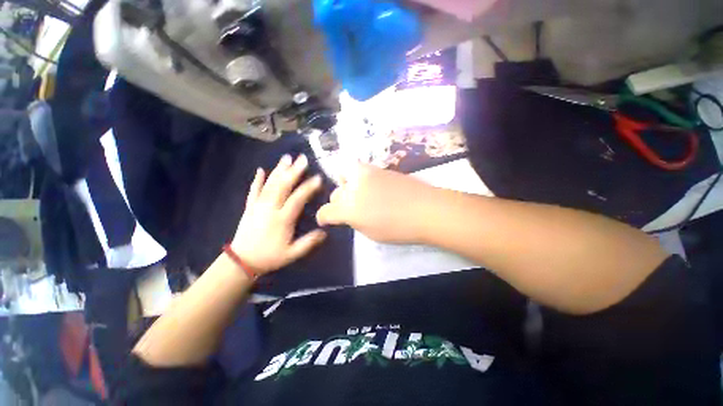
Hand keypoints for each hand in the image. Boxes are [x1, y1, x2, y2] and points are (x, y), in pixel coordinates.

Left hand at [231, 154, 325, 274]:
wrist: (242, 261)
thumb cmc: (270, 257)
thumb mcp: (292, 254)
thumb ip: (308, 243)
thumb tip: (324, 232)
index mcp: (282, 219)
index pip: (297, 199)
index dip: (308, 187)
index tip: (318, 178)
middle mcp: (270, 209)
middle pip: (282, 186)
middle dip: (294, 171)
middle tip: (303, 158)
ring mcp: (258, 206)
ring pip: (269, 185)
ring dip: (279, 170)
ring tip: (287, 158)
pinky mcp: (250, 207)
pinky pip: (253, 191)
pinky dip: (257, 180)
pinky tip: (260, 170)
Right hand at [316, 163, 433, 242]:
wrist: (426, 209)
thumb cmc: (399, 228)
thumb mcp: (371, 233)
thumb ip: (354, 221)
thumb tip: (348, 214)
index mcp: (349, 209)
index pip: (326, 212)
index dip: (323, 217)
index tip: (326, 220)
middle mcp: (352, 189)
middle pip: (335, 194)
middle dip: (337, 203)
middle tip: (349, 209)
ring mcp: (365, 175)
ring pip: (343, 176)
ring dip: (345, 186)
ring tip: (356, 193)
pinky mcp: (377, 168)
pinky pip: (359, 170)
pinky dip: (358, 178)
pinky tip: (370, 186)